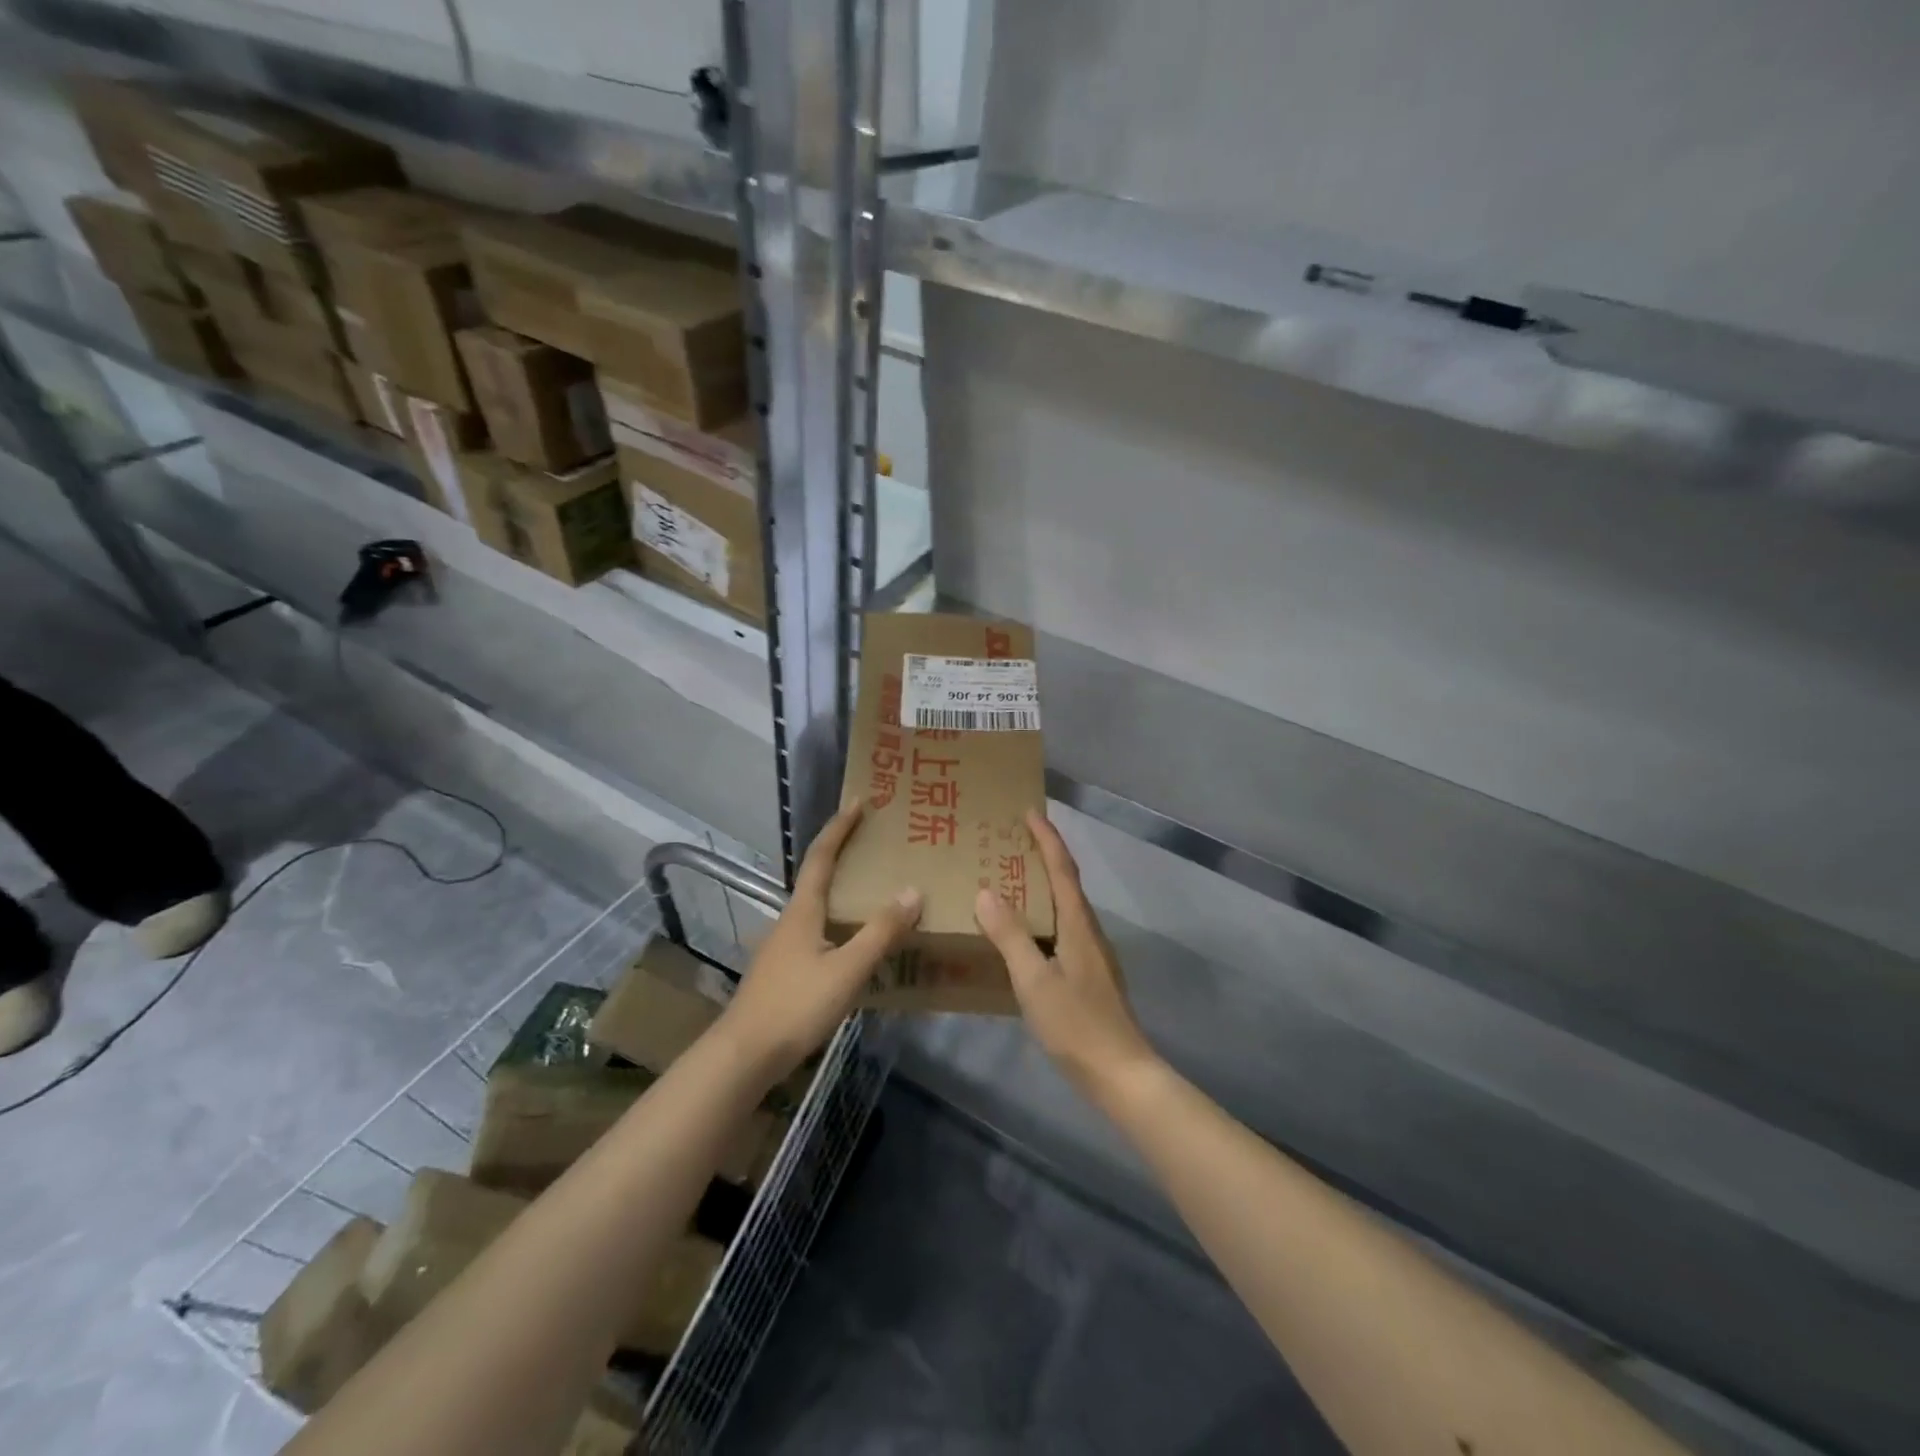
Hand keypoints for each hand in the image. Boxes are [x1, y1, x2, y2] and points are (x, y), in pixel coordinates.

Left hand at [716, 802, 922, 1085]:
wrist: (744, 1054)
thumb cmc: (795, 1005)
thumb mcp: (847, 969)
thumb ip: (880, 932)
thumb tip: (912, 890)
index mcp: (803, 910)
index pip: (821, 856)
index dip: (840, 828)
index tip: (858, 802)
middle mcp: (790, 920)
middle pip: (818, 876)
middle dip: (843, 853)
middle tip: (875, 842)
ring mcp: (784, 946)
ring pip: (818, 906)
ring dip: (843, 890)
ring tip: (874, 889)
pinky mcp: (784, 970)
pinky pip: (818, 931)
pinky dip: (840, 922)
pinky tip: (856, 942)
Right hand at [975, 809, 1158, 1098]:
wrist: (1121, 1075)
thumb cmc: (1076, 1025)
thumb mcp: (1035, 981)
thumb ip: (1010, 936)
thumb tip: (986, 891)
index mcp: (1078, 926)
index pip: (1062, 870)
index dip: (1047, 839)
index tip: (1030, 811)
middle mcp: (1088, 932)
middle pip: (1067, 883)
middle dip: (1044, 856)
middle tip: (1012, 841)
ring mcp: (1091, 956)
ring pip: (1065, 908)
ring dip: (1043, 886)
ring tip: (1011, 880)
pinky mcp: (1088, 976)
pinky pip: (1061, 930)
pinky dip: (1042, 916)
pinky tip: (1023, 934)